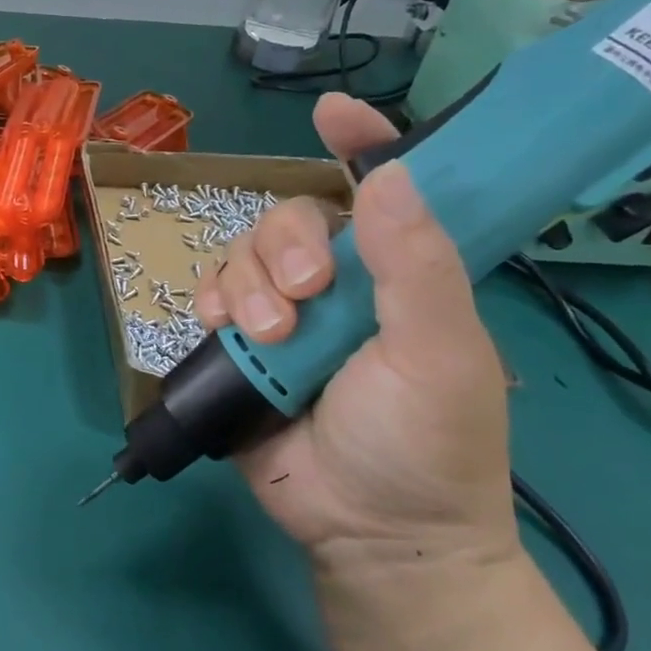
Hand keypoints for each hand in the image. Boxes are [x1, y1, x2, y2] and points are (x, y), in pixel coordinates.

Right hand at [192, 94, 514, 568]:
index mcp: (398, 273)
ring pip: (243, 253)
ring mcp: (285, 313)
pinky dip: (211, 301)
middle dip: (286, 245)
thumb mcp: (439, 354)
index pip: (380, 189)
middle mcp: (339, 283)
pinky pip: (211, 295)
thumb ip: (417, 266)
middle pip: (289, 217)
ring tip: (269, 337)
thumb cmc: (428, 443)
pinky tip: (224, 328)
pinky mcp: (241, 345)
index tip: (332, 115)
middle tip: (304, 294)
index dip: (359, 144)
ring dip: (248, 284)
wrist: (372, 535)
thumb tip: (389, 172)